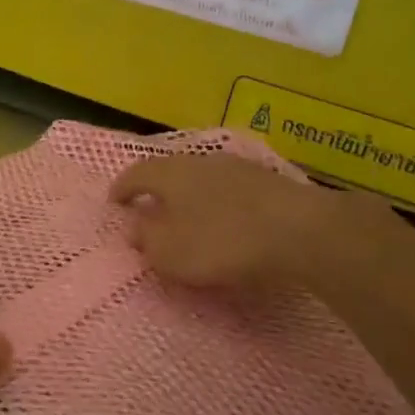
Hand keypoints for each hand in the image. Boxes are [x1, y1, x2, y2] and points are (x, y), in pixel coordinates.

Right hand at [110, 152, 413, 293]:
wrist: (299, 230)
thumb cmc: (222, 241)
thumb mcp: (170, 253)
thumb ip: (147, 240)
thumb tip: (137, 228)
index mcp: (169, 174)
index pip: (136, 174)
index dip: (122, 188)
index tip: (114, 202)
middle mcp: (199, 161)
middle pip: (169, 171)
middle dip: (157, 190)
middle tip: (149, 208)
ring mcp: (236, 167)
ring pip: (201, 178)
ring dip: (190, 196)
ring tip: (188, 216)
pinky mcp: (267, 180)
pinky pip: (229, 189)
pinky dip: (218, 203)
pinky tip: (225, 220)